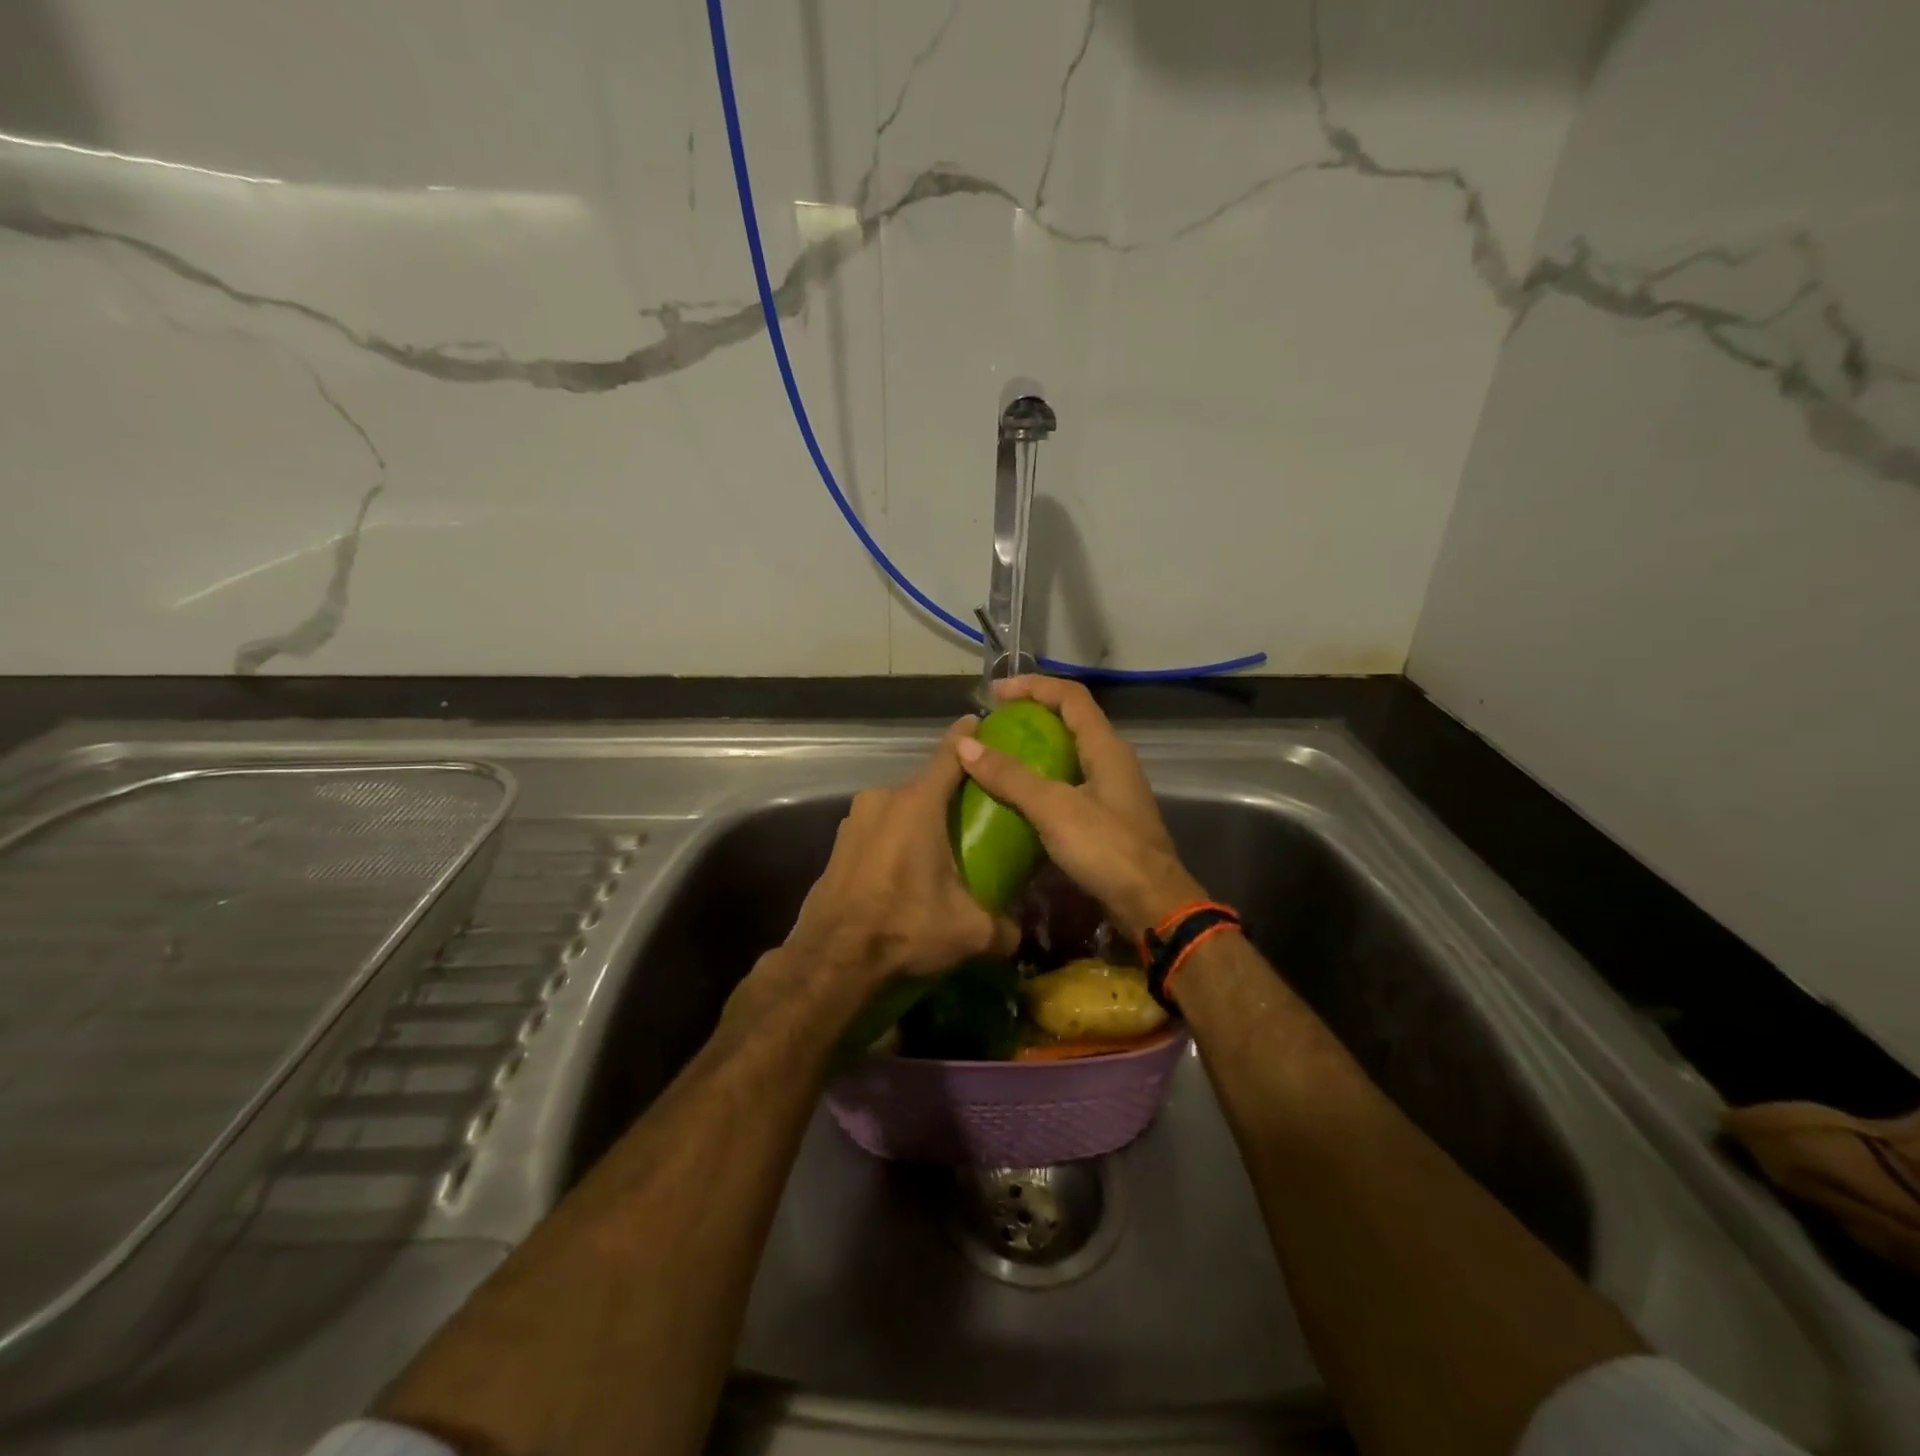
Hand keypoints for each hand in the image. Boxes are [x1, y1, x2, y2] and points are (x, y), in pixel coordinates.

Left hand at [783, 719, 1020, 991]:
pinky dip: (895, 840)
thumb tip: (1016, 933)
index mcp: (917, 805)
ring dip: (919, 822)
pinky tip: (906, 872)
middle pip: (926, 786)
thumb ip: (1004, 928)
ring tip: (941, 850)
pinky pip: (878, 830)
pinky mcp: (839, 844)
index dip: (969, 737)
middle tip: (975, 816)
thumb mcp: (969, 932)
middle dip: (949, 797)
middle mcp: (883, 800)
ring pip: (899, 809)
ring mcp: (855, 820)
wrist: (832, 959)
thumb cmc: (904, 928)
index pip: (950, 756)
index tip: (981, 721)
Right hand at [955, 676, 1208, 936]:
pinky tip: (1018, 797)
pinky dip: (1042, 779)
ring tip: (998, 756)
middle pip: (1071, 721)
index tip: (995, 692)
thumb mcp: (1054, 809)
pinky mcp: (1107, 818)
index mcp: (1106, 747)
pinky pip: (1069, 783)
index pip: (1070, 696)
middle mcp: (1112, 761)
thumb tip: (965, 744)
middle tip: (993, 724)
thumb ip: (1011, 776)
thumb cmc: (1107, 849)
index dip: (1033, 686)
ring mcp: (1112, 790)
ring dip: (1036, 748)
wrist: (1152, 906)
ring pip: (1070, 754)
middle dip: (1032, 714)